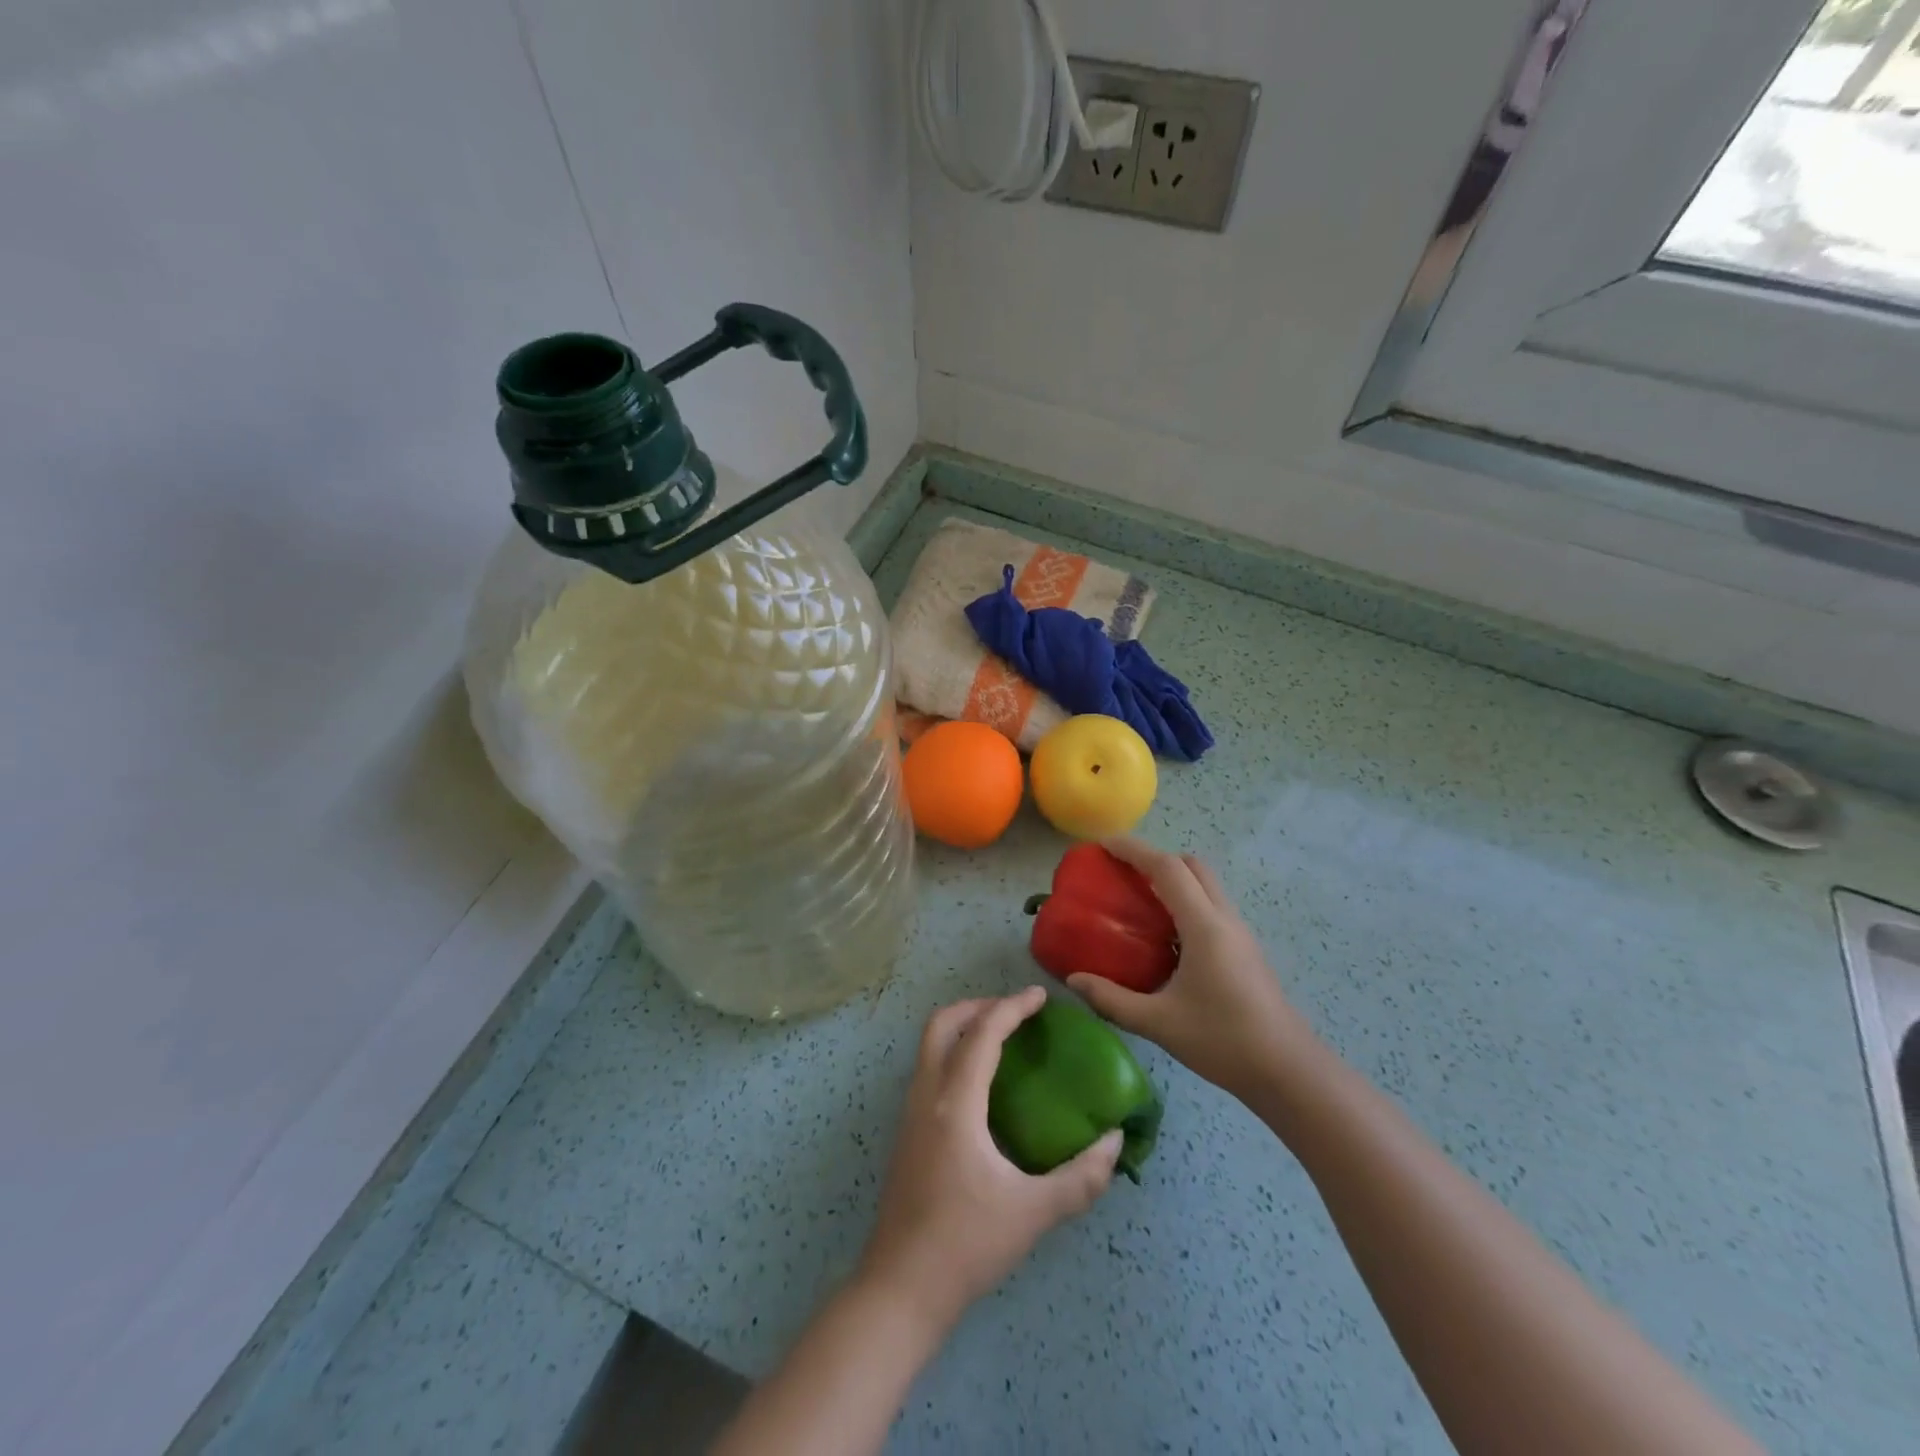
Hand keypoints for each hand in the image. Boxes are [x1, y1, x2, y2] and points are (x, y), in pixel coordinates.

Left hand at [858, 987, 1122, 1331]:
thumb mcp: (1032, 1213)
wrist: (900, 1288)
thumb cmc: (966, 1245)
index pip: (982, 1034)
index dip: (1012, 1007)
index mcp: (955, 1104)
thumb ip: (1080, 1178)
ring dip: (964, 1029)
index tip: (1040, 997)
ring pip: (930, 1045)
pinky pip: (929, 1069)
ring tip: (1002, 1040)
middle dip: (978, 1007)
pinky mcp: (907, 1131)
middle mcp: (926, 1096)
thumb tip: (1114, 1141)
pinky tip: (982, 1085)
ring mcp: (910, 1113)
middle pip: (942, 1024)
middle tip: (1015, 1013)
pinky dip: (954, 1054)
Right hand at [1068, 839, 1322, 1102]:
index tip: (1103, 845)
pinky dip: (1186, 901)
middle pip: (1191, 866)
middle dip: (1155, 858)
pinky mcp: (1245, 949)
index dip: (1134, 850)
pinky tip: (1166, 936)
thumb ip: (1112, 999)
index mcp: (1204, 926)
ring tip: (1139, 900)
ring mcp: (1239, 933)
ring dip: (1173, 879)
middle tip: (1121, 873)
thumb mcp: (1158, 1023)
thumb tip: (1072, 980)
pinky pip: (1211, 906)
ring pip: (1206, 884)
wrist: (1288, 1071)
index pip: (1167, 868)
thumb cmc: (1223, 1041)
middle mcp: (1224, 919)